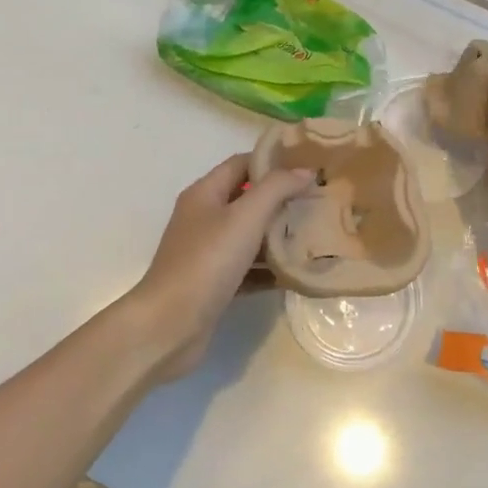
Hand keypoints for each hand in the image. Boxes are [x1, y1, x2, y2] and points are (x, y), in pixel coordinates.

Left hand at [123, 153, 313, 381]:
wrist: (169, 326)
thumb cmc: (206, 262)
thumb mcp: (245, 217)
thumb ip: (276, 189)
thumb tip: (305, 171)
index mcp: (204, 194)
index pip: (241, 164)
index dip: (272, 161)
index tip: (308, 167)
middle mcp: (203, 218)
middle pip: (246, 199)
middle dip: (281, 200)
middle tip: (318, 201)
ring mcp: (206, 253)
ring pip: (248, 236)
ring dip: (278, 235)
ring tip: (315, 235)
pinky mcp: (213, 285)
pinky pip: (247, 269)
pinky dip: (269, 270)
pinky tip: (296, 274)